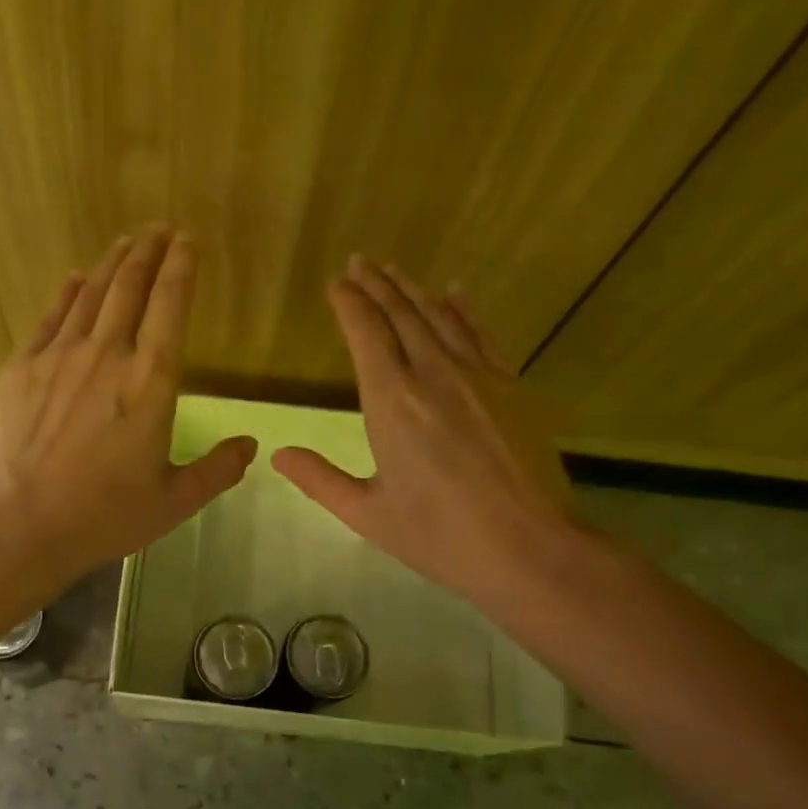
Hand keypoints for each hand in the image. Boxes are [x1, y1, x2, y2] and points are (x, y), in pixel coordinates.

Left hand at [0, 231, 256, 585]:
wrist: (17, 521)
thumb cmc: (102, 515)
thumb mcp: (173, 502)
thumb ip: (216, 471)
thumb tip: (251, 446)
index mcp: (151, 382)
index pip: (171, 307)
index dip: (181, 268)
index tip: (188, 241)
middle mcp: (108, 354)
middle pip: (131, 287)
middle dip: (149, 252)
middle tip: (160, 229)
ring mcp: (60, 356)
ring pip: (92, 294)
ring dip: (112, 264)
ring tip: (127, 242)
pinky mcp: (23, 366)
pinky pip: (51, 316)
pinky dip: (68, 292)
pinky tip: (75, 278)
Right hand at [273, 257, 588, 618]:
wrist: (530, 547)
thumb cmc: (440, 536)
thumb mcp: (368, 514)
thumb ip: (320, 480)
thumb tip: (277, 455)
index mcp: (391, 403)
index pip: (366, 334)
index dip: (350, 304)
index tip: (337, 283)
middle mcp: (432, 375)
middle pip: (401, 315)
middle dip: (377, 285)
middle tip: (360, 261)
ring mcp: (478, 376)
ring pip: (440, 317)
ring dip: (414, 289)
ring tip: (394, 269)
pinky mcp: (511, 386)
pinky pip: (481, 334)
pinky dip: (464, 310)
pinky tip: (456, 292)